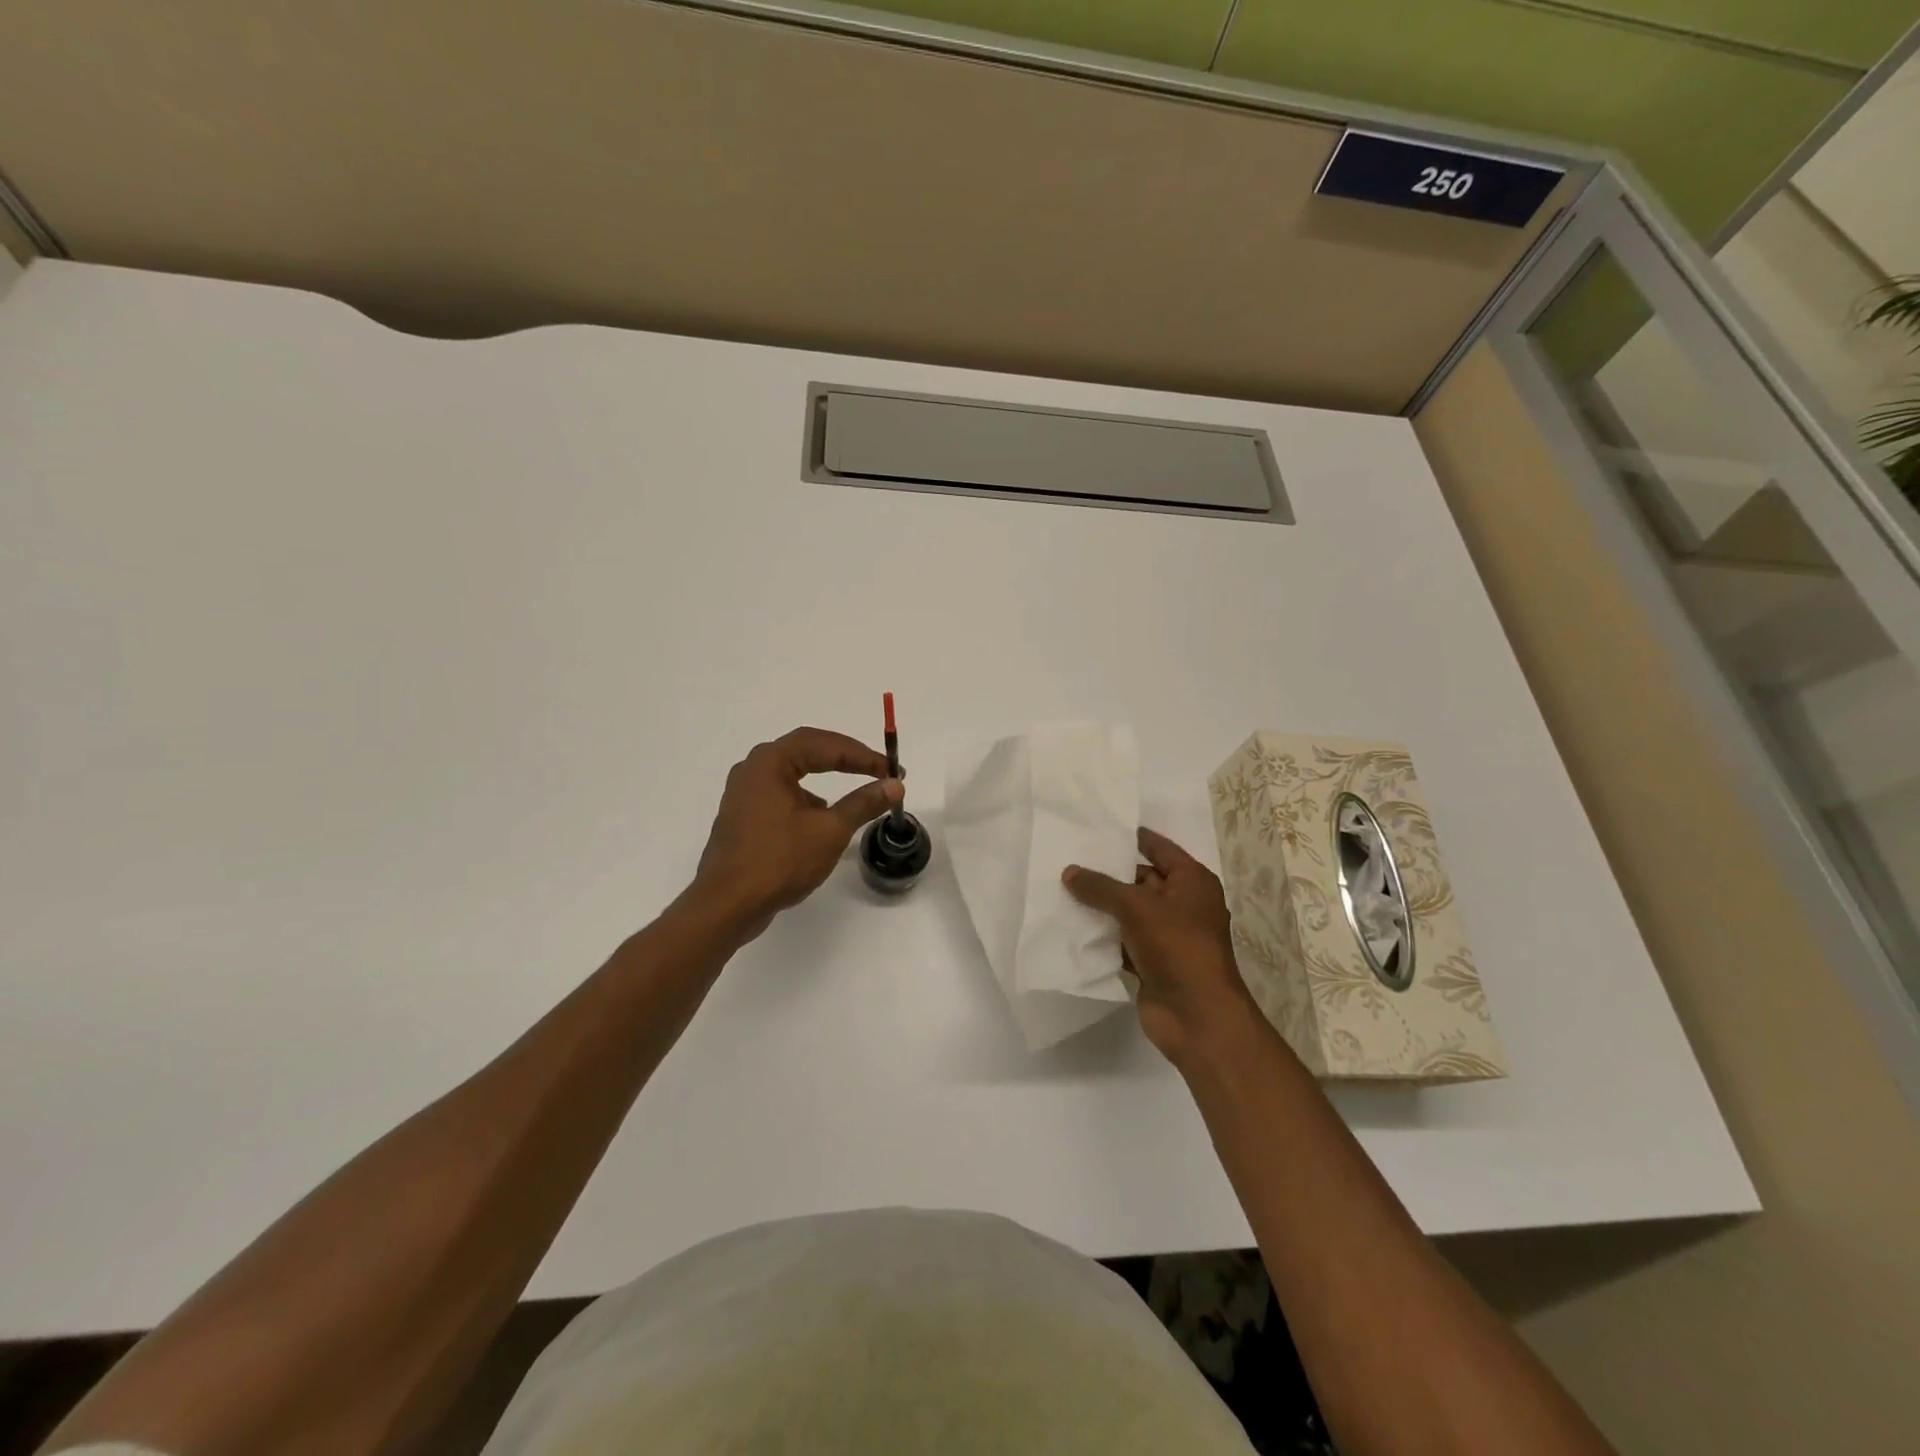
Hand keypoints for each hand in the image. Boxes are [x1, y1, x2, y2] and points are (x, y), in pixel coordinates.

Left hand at [692, 727, 902, 939]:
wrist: (727, 905)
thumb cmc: (779, 861)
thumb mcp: (831, 831)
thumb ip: (864, 803)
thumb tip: (894, 784)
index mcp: (770, 762)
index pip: (824, 744)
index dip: (862, 754)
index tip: (891, 770)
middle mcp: (752, 769)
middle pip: (806, 750)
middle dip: (844, 759)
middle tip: (877, 770)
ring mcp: (743, 793)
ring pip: (792, 772)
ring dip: (825, 777)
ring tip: (854, 791)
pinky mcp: (742, 817)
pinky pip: (781, 793)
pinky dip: (807, 798)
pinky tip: (822, 819)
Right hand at [1063, 827, 1259, 1067]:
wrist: (1197, 1015)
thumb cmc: (1176, 946)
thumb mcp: (1136, 907)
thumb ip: (1100, 887)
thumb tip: (1069, 872)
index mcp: (1192, 882)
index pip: (1160, 848)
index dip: (1133, 837)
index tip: (1101, 828)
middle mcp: (1184, 905)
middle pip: (1142, 880)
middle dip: (1109, 874)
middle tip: (1070, 861)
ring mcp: (1169, 936)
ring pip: (1130, 913)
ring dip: (1103, 907)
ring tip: (1062, 890)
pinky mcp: (1154, 963)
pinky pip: (1124, 941)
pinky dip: (1104, 937)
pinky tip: (1074, 928)